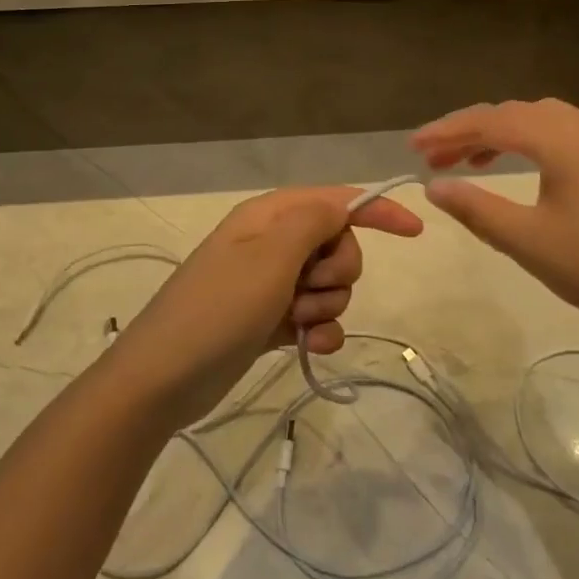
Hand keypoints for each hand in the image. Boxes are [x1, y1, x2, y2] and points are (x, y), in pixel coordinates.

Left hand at [110, 187, 422, 428]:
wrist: (164, 378)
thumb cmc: (219, 308)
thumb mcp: (269, 257)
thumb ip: (312, 222)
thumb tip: (340, 204)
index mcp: (269, 217)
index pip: (335, 200)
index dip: (376, 210)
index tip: (414, 232)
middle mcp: (271, 244)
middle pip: (337, 244)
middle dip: (338, 270)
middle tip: (309, 290)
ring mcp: (269, 283)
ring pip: (329, 284)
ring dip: (325, 305)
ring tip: (295, 322)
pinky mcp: (269, 320)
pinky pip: (315, 317)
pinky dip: (319, 331)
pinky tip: (308, 346)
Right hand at [412, 99, 578, 348]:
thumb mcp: (525, 239)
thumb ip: (475, 207)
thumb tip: (433, 186)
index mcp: (562, 139)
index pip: (492, 121)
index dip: (447, 131)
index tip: (412, 147)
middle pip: (514, 114)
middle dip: (469, 131)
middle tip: (432, 156)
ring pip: (540, 121)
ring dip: (500, 135)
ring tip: (467, 161)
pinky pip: (562, 135)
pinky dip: (529, 143)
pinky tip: (518, 168)